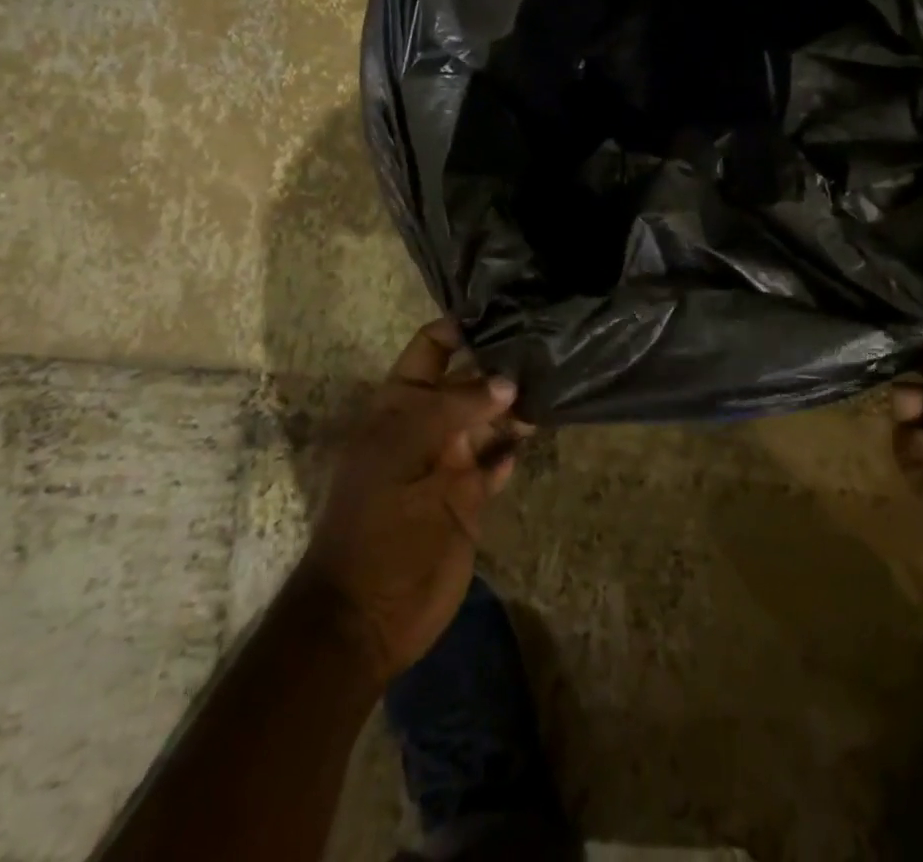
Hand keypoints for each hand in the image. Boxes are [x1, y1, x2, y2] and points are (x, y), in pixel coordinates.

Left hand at [292, 320, 523, 688]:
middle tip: (548, 344)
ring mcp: (451, 460)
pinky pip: (499, 460)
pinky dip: (515, 447)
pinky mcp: (471, 496)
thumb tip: (507, 381)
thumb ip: (455, 408)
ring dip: (516, 404)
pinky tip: (539, 431)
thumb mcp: (405, 450)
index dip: (460, 328)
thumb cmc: (376, 520)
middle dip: (501, 363)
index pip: (431, 349)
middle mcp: (428, 424)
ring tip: (554, 382)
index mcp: (399, 405)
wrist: (368, 612)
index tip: (505, 311)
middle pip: (469, 380)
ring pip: (490, 418)